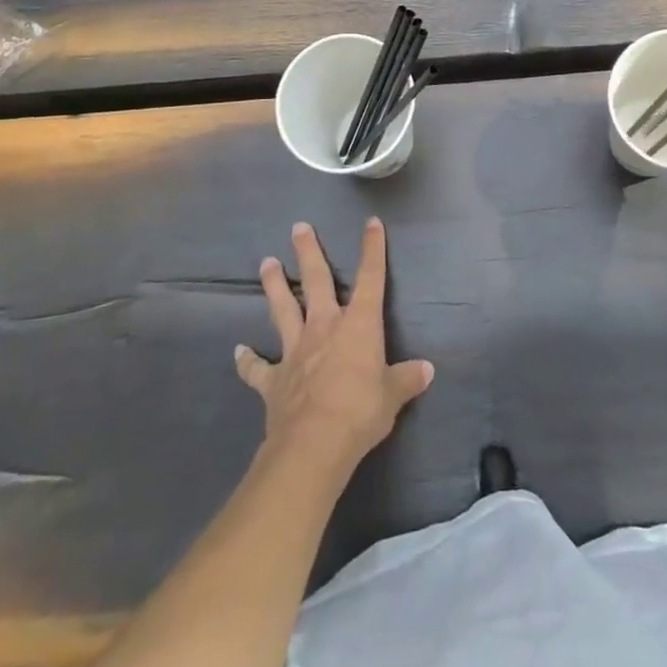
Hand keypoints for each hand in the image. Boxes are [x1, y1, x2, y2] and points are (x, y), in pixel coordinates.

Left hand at [236, 218, 433, 476]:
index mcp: (358, 324)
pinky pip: (257, 368)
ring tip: (266, 262)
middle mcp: (324, 327)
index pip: (371, 278)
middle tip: (298, 227)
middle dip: (308, 252)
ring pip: (283, 309)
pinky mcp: (273, 379)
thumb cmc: (361, 412)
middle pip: (316, 281)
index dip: (373, 249)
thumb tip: (427, 370)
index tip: (371, 223)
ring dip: (274, 286)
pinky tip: (239, 352)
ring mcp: (295, 351)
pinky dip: (248, 360)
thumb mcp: (393, 396)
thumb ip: (407, 379)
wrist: (314, 444)